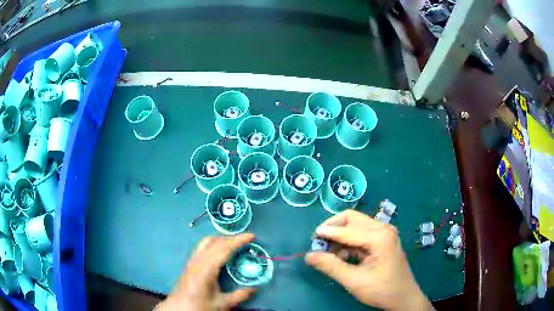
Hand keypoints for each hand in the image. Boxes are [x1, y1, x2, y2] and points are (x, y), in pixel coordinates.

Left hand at [156, 234, 256, 310]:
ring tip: (234, 242)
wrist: (179, 308)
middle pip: (214, 243)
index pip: (223, 250)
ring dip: (221, 239)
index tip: (251, 236)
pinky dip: (214, 244)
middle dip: (231, 238)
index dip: (237, 241)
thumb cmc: (200, 306)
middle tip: (246, 239)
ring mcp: (191, 261)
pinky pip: (201, 247)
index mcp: (205, 271)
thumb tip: (255, 288)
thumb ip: (239, 296)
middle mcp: (197, 262)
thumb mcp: (222, 304)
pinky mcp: (189, 264)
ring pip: (205, 242)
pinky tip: (219, 251)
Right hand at [305, 210, 432, 310]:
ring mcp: (384, 233)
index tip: (311, 238)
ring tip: (329, 253)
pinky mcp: (382, 240)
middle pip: (352, 219)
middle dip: (334, 229)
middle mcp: (383, 228)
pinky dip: (348, 242)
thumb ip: (331, 267)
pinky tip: (342, 256)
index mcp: (380, 236)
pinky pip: (360, 234)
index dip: (327, 233)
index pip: (348, 229)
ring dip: (340, 236)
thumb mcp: (354, 281)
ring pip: (355, 225)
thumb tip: (309, 255)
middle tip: (319, 243)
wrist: (403, 297)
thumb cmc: (382, 290)